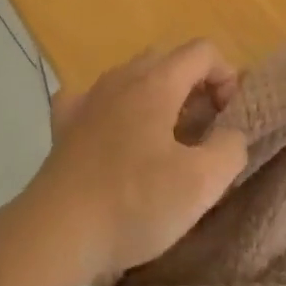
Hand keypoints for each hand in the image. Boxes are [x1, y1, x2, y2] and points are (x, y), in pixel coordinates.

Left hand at [28, 41, 249, 284]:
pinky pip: (94, 99)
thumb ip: (230, 147)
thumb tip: (229, 134)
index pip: (203, 51)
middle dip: (194, 86)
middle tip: (203, 130)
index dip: (226, 77)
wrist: (55, 234)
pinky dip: (113, 108)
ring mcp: (87, 99)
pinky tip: (114, 134)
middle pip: (168, 60)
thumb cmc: (134, 203)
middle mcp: (120, 79)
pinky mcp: (63, 126)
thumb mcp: (202, 183)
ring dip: (157, 97)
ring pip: (131, 77)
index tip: (228, 118)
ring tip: (164, 139)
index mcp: (156, 83)